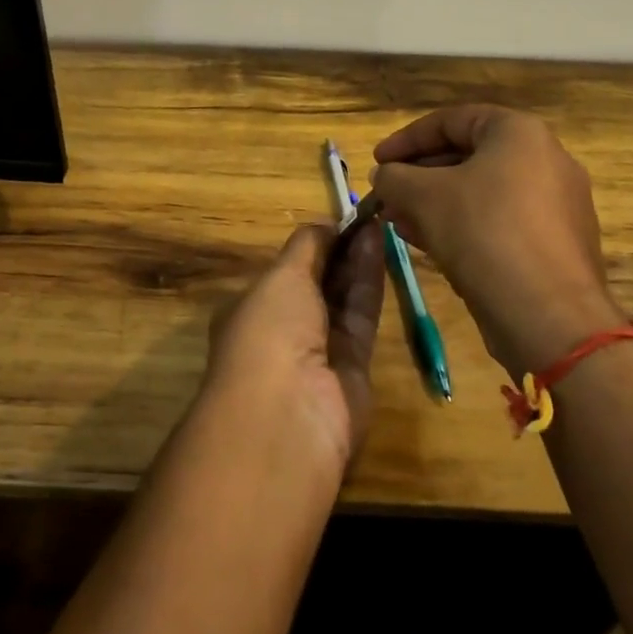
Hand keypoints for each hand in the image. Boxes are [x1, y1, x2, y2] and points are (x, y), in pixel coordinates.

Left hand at [205, 224, 384, 473]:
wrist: (289, 416)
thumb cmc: (269, 332)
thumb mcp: (281, 276)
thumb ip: (307, 247)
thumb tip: (326, 225)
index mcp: (252, 309)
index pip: (286, 272)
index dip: (312, 246)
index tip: (339, 220)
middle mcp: (284, 330)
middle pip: (317, 283)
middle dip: (339, 251)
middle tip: (367, 217)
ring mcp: (319, 351)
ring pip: (342, 298)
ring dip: (358, 260)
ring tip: (379, 223)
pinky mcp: (355, 367)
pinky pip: (362, 315)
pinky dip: (371, 281)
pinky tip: (381, 246)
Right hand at [371, 105, 623, 378]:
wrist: (549, 316)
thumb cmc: (483, 233)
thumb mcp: (423, 196)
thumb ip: (394, 177)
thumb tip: (383, 176)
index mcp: (519, 133)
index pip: (451, 121)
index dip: (406, 139)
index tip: (378, 161)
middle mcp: (546, 159)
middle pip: (468, 156)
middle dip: (419, 176)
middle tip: (387, 195)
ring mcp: (557, 204)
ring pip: (482, 193)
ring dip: (436, 204)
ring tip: (400, 223)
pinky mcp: (557, 244)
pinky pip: (501, 222)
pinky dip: (465, 226)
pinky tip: (431, 245)